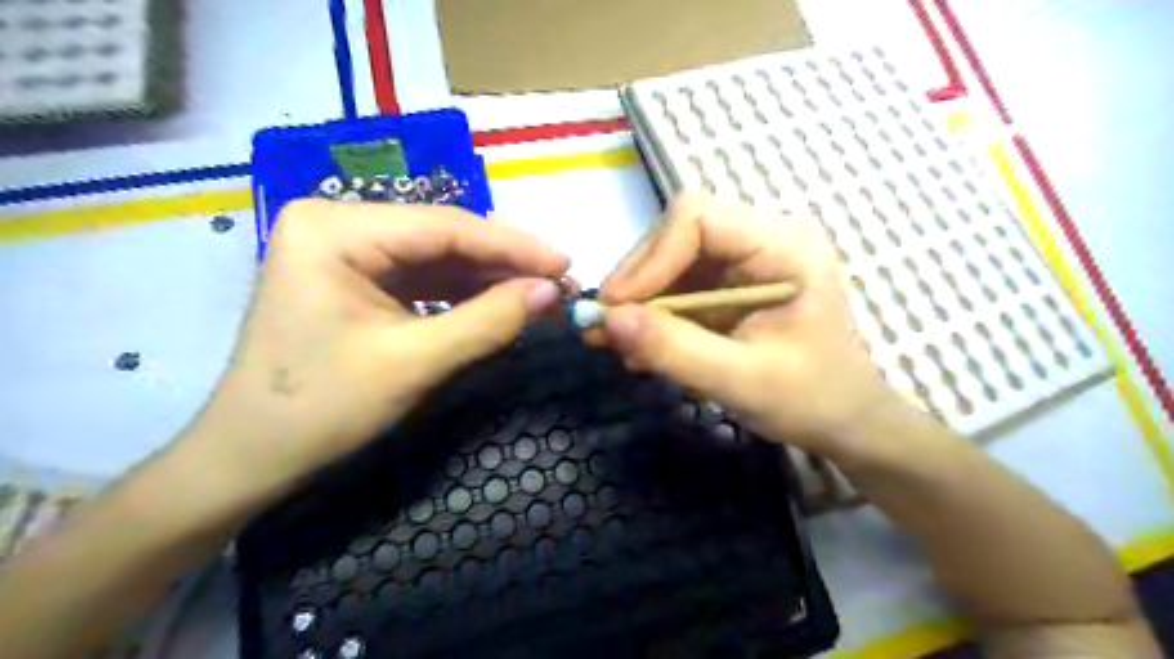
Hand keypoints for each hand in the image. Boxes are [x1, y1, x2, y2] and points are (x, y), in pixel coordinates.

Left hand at [185, 201, 569, 494]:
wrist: (250, 458)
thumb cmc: (321, 408)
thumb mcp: (414, 362)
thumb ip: (489, 320)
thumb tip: (552, 291)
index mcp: (334, 229)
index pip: (444, 227)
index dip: (513, 246)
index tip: (566, 263)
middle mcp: (338, 224)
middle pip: (442, 237)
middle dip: (504, 263)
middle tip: (561, 282)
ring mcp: (346, 251)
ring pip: (438, 258)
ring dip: (490, 278)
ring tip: (542, 293)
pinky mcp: (356, 279)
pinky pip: (423, 279)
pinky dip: (465, 294)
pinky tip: (502, 303)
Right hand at [598, 193, 914, 466]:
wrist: (844, 421)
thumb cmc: (810, 400)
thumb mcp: (740, 380)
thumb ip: (674, 349)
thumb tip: (608, 320)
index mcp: (783, 247)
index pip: (698, 217)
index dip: (651, 257)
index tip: (618, 307)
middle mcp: (762, 240)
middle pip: (678, 234)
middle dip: (638, 281)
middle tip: (605, 327)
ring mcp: (745, 262)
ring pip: (671, 261)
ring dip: (639, 301)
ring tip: (613, 342)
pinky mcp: (731, 286)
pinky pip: (679, 286)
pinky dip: (653, 315)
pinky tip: (638, 347)